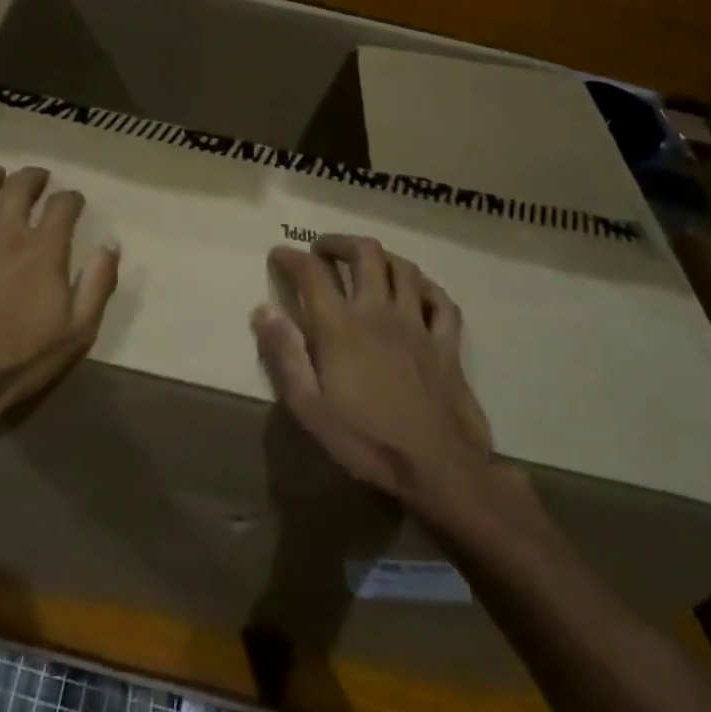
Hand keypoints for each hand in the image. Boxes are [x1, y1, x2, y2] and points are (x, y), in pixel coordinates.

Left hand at [0, 165, 119, 441]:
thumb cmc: (18, 363)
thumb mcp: (77, 332)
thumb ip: (98, 284)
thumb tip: (111, 244)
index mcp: (41, 250)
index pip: (62, 207)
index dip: (71, 198)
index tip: (73, 201)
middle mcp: (2, 234)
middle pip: (18, 188)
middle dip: (31, 177)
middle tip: (36, 178)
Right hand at [254, 235, 494, 520]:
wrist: (439, 469)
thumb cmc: (367, 441)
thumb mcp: (310, 407)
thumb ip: (285, 354)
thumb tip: (262, 310)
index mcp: (341, 327)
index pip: (312, 273)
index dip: (291, 256)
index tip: (279, 254)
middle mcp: (379, 312)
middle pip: (364, 253)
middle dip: (338, 242)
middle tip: (322, 251)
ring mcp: (418, 324)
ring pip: (403, 267)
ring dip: (381, 257)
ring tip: (366, 264)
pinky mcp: (447, 343)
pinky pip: (441, 300)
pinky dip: (426, 287)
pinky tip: (416, 292)